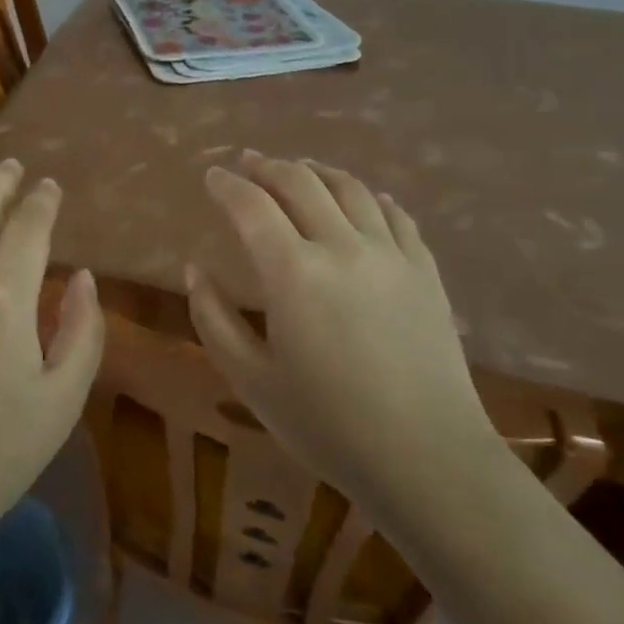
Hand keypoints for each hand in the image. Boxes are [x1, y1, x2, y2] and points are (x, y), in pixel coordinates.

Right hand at [187, 152, 500, 525]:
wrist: (429, 461)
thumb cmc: (328, 425)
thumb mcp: (251, 380)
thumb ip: (213, 319)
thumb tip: (194, 269)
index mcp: (293, 272)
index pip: (251, 205)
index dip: (227, 184)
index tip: (212, 175)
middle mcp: (342, 246)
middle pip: (300, 182)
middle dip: (267, 166)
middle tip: (247, 162)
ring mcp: (390, 254)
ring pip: (349, 188)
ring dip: (317, 171)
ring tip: (299, 169)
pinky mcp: (425, 270)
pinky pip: (396, 214)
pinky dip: (370, 196)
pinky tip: (364, 198)